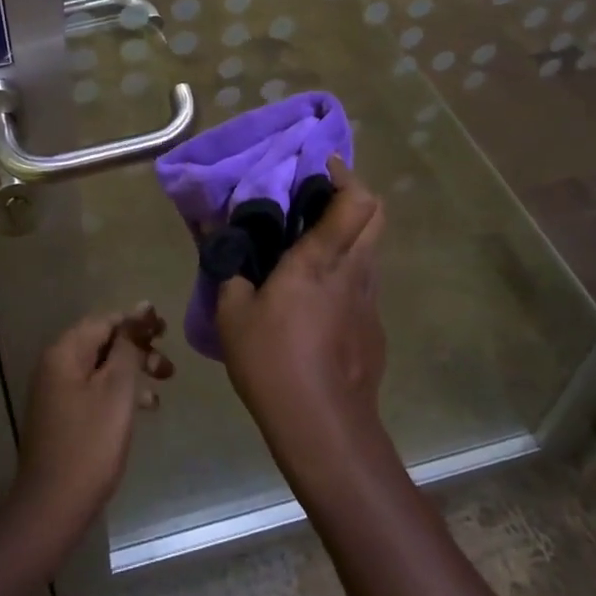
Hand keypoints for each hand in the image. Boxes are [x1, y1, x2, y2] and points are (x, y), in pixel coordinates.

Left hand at [12, 303, 173, 539]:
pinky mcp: (64, 416)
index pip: (105, 320)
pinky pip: (96, 390)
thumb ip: (129, 346)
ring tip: (164, 384)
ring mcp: (57, 392)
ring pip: (102, 368)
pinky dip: (120, 393)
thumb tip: (141, 309)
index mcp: (65, 352)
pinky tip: (145, 407)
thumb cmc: (90, 443)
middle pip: (103, 343)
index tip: (166, 330)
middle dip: (138, 348)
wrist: (52, 507)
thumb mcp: (117, 389)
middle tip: (169, 364)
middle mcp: (57, 365)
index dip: (137, 322)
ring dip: (134, 371)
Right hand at [216, 159, 390, 476]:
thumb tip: (219, 237)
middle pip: (377, 215)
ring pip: (371, 248)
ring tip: (311, 245)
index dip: (344, 174)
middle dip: (353, 194)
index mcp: (321, 259)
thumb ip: (228, 268)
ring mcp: (370, 301)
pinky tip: (316, 298)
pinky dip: (346, 271)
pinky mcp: (375, 328)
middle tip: (317, 198)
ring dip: (349, 234)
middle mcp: (355, 270)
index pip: (356, 200)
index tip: (320, 165)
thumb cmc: (273, 362)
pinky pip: (364, 283)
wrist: (324, 430)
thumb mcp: (232, 313)